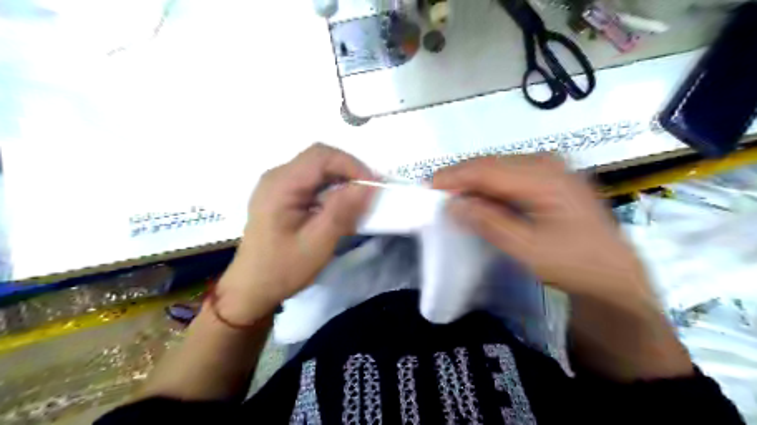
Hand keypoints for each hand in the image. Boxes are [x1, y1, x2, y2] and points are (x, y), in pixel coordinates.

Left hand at [215, 143, 375, 321]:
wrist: (251, 288)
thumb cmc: (282, 269)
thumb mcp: (317, 244)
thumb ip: (342, 211)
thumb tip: (368, 185)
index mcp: (280, 185)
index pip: (321, 156)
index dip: (352, 165)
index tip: (374, 186)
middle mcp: (276, 176)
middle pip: (319, 158)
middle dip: (349, 171)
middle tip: (370, 193)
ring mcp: (277, 184)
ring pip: (318, 168)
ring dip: (342, 180)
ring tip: (359, 200)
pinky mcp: (282, 194)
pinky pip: (312, 181)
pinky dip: (331, 189)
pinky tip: (340, 206)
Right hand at [435, 152, 653, 305]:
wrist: (614, 276)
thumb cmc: (574, 264)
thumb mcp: (527, 247)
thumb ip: (489, 222)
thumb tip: (453, 204)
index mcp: (543, 176)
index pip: (487, 169)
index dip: (454, 176)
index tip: (427, 187)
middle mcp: (547, 162)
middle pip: (491, 163)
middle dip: (460, 177)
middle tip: (435, 193)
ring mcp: (551, 168)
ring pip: (499, 167)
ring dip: (473, 180)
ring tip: (450, 195)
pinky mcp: (551, 178)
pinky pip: (510, 175)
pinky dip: (489, 185)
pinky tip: (478, 198)